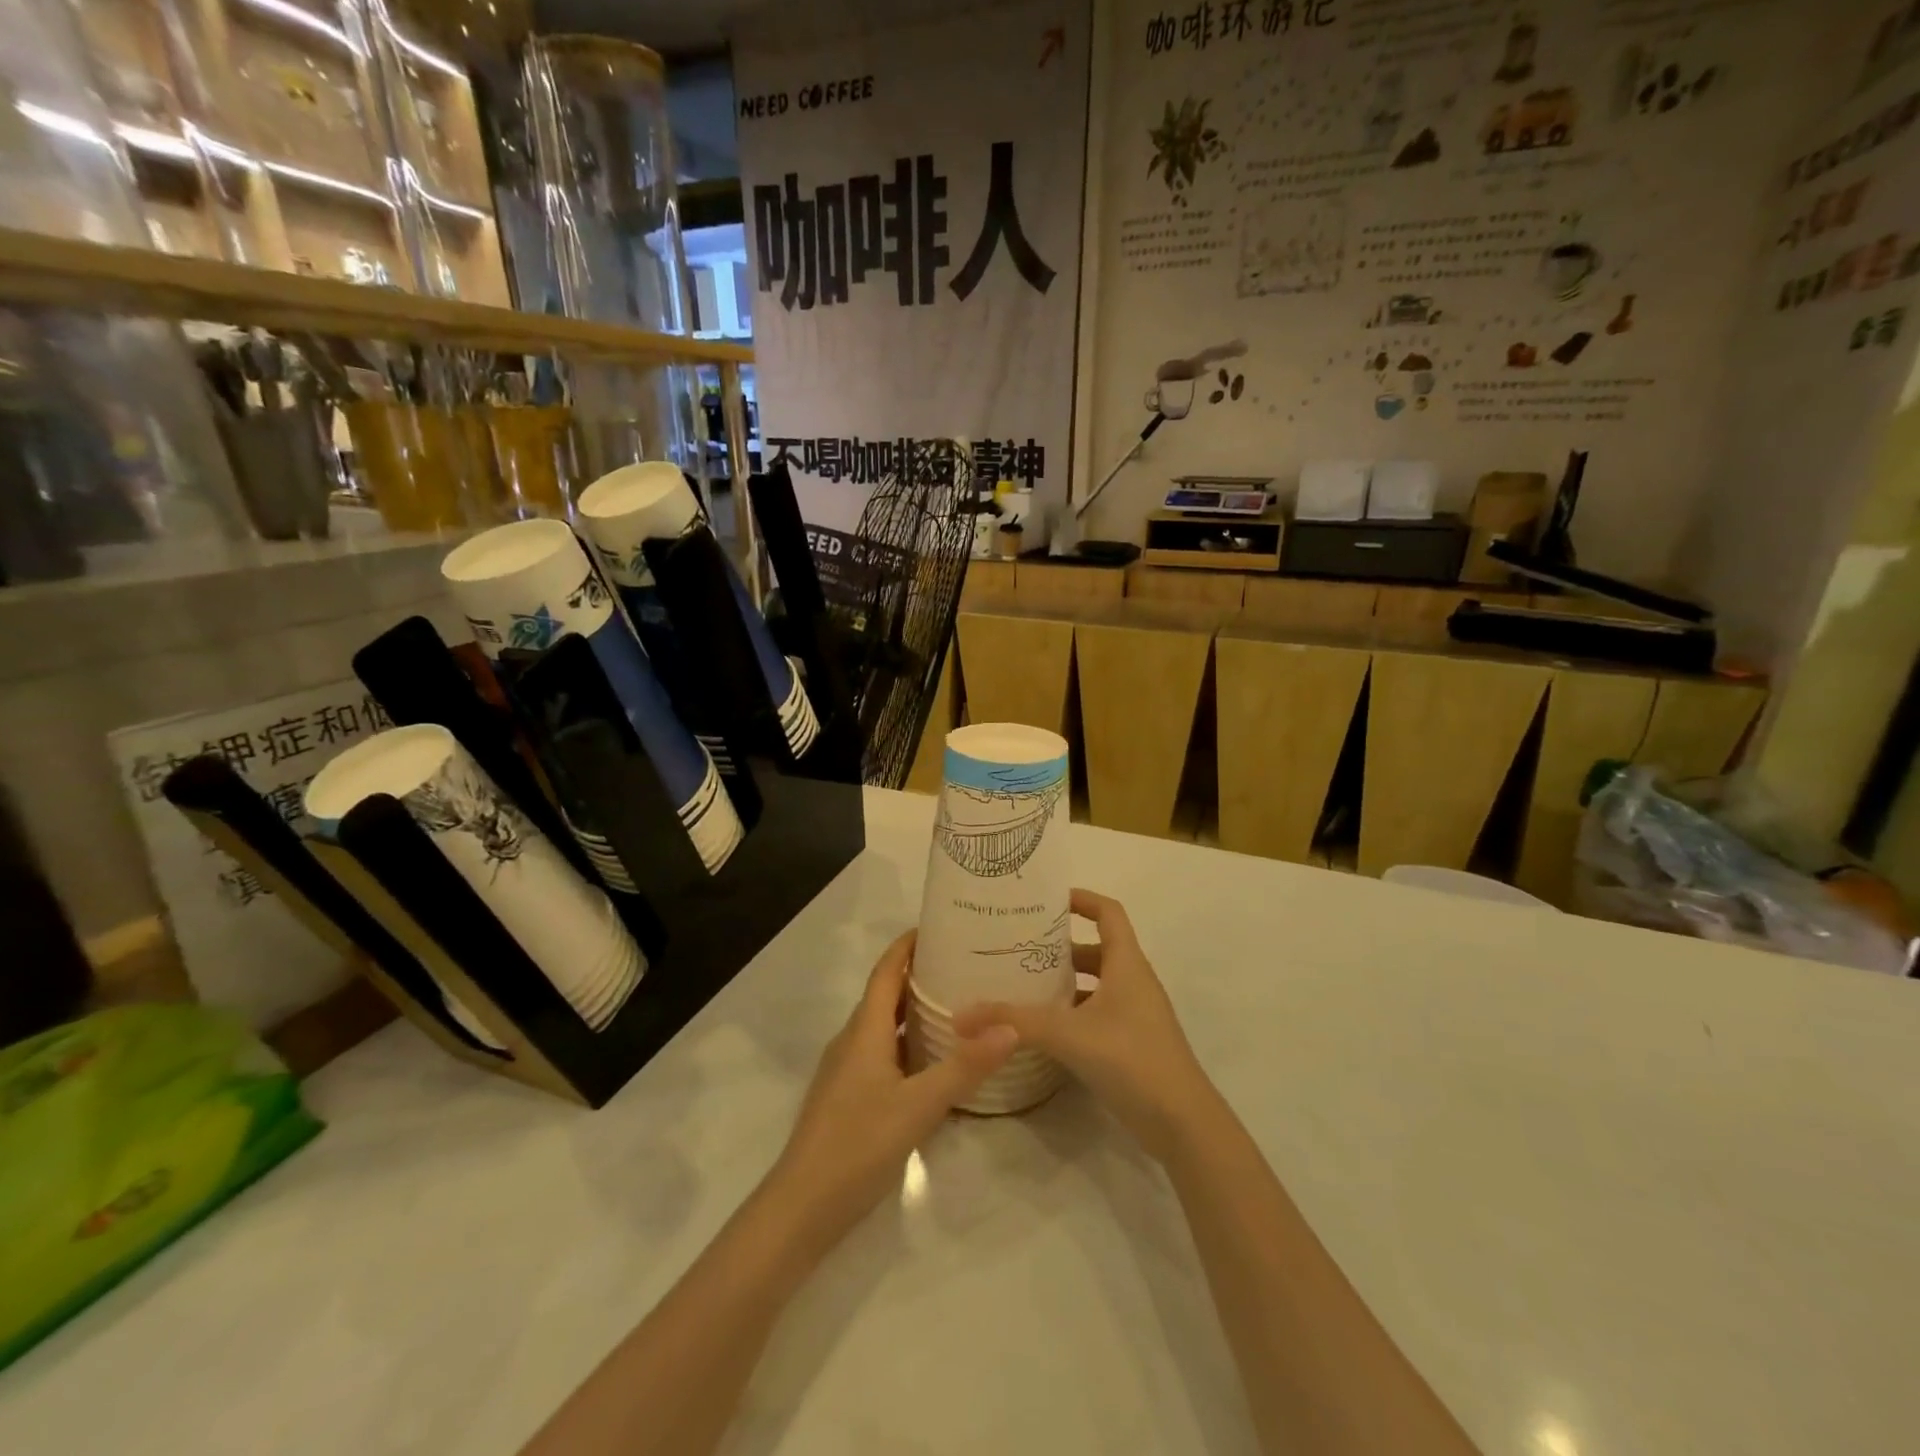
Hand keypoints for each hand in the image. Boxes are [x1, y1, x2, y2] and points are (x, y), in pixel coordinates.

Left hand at [769, 930, 1017, 1244]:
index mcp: (865, 1030)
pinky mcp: (850, 1096)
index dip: (907, 945)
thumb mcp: (919, 1105)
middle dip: (920, 974)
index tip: (940, 925)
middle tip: (965, 965)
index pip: (886, 970)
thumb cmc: (858, 1144)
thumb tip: (1009, 1027)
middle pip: (886, 994)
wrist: (802, 1207)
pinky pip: (884, 1054)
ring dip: (915, 1011)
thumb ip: (964, 1067)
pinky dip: (910, 1044)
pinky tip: (936, 1061)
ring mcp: (848, 1070)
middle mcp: (854, 1040)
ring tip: (959, 1005)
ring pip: (885, 1027)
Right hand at [953, 889, 1216, 1161]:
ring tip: (1021, 986)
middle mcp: (1133, 982)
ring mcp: (1134, 1016)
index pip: (1109, 912)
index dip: (1082, 899)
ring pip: (1095, 986)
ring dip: (1064, 983)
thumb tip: (960, 1016)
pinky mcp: (1131, 1046)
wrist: (1183, 1124)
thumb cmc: (1132, 1059)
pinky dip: (1071, 1015)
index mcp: (1127, 964)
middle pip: (1096, 949)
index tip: (1046, 899)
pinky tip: (1041, 1031)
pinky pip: (1096, 1016)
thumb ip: (1014, 1022)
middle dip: (1059, 947)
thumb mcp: (1067, 1034)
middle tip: (1018, 947)